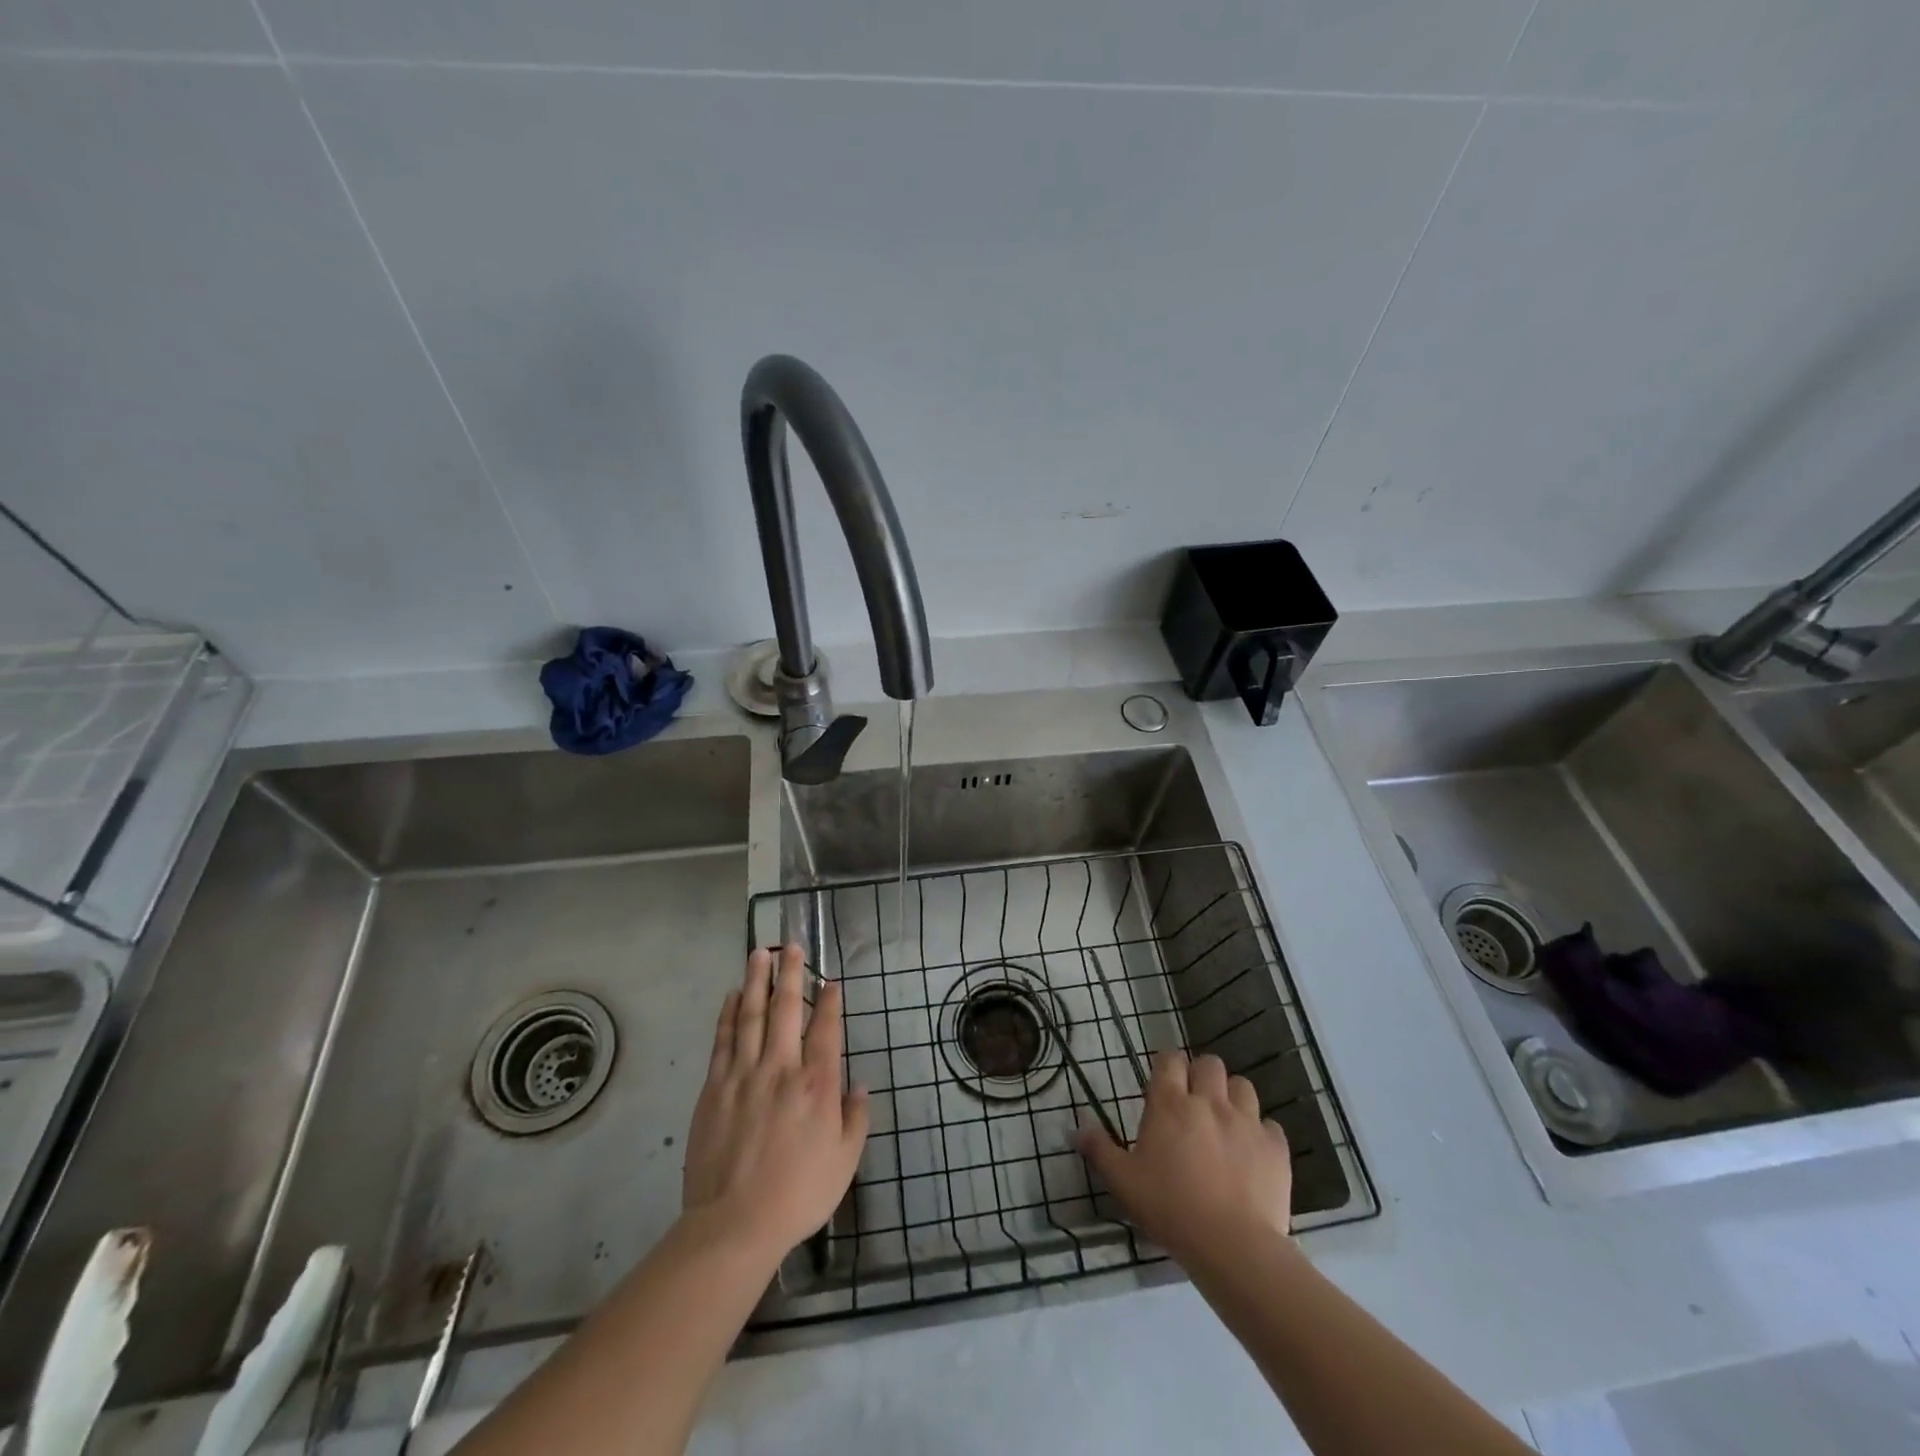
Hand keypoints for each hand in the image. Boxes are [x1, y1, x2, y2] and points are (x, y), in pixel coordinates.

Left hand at [682, 946, 868, 1260]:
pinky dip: (728, 1013)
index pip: (825, 1029)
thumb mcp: (845, 1162)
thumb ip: (856, 1118)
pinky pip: (723, 1039)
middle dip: (791, 973)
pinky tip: (732, 995)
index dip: (829, 1001)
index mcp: (817, 1084)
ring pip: (751, 1014)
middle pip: (786, 1009)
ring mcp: (744, 1074)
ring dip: (757, 980)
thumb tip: (859, 1085)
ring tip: (759, 953)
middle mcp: (782, 1068)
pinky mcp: (715, 1087)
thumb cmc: (798, 1194)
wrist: (734, 1224)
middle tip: (791, 946)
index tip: (830, 980)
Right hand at [1077, 1051, 1291, 1264]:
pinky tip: (1252, 1153)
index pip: (1170, 1060)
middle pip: (1210, 1064)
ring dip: (1233, 1097)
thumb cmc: (1170, 1209)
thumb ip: (1099, 1149)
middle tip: (1194, 1102)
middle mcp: (1209, 1102)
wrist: (1233, 1247)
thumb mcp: (1123, 1182)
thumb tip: (1077, 1126)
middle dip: (1202, 1075)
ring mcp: (1246, 1122)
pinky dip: (1261, 1133)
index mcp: (1170, 1104)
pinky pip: (1270, 1125)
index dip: (1168, 1065)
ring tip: (1225, 1122)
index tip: (1164, 1082)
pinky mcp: (1275, 1147)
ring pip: (1243, 1086)